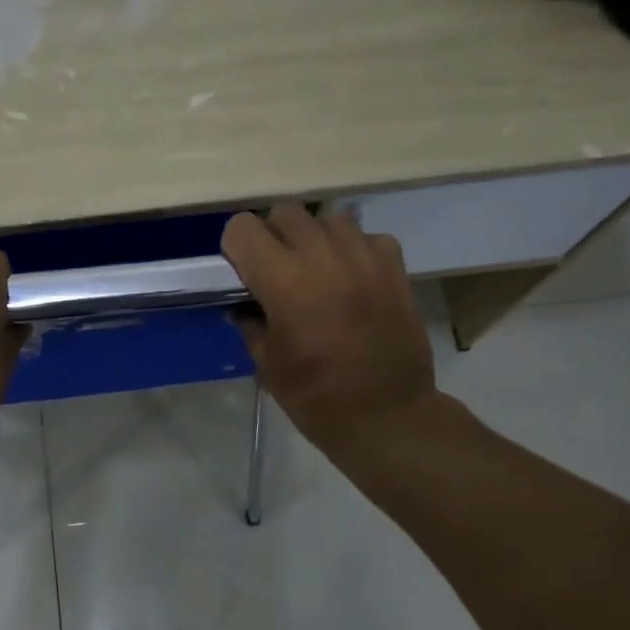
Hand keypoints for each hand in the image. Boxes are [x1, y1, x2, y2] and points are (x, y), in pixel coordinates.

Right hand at [221, 206, 439, 454]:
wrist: (387, 415)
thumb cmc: (316, 397)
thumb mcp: (267, 364)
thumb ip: (251, 324)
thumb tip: (244, 306)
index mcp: (284, 282)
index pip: (243, 229)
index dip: (235, 248)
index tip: (240, 271)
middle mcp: (323, 257)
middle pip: (285, 213)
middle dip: (272, 236)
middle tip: (274, 271)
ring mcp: (364, 257)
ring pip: (327, 218)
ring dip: (313, 238)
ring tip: (314, 270)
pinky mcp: (394, 267)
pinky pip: (366, 236)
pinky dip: (352, 249)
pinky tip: (350, 278)